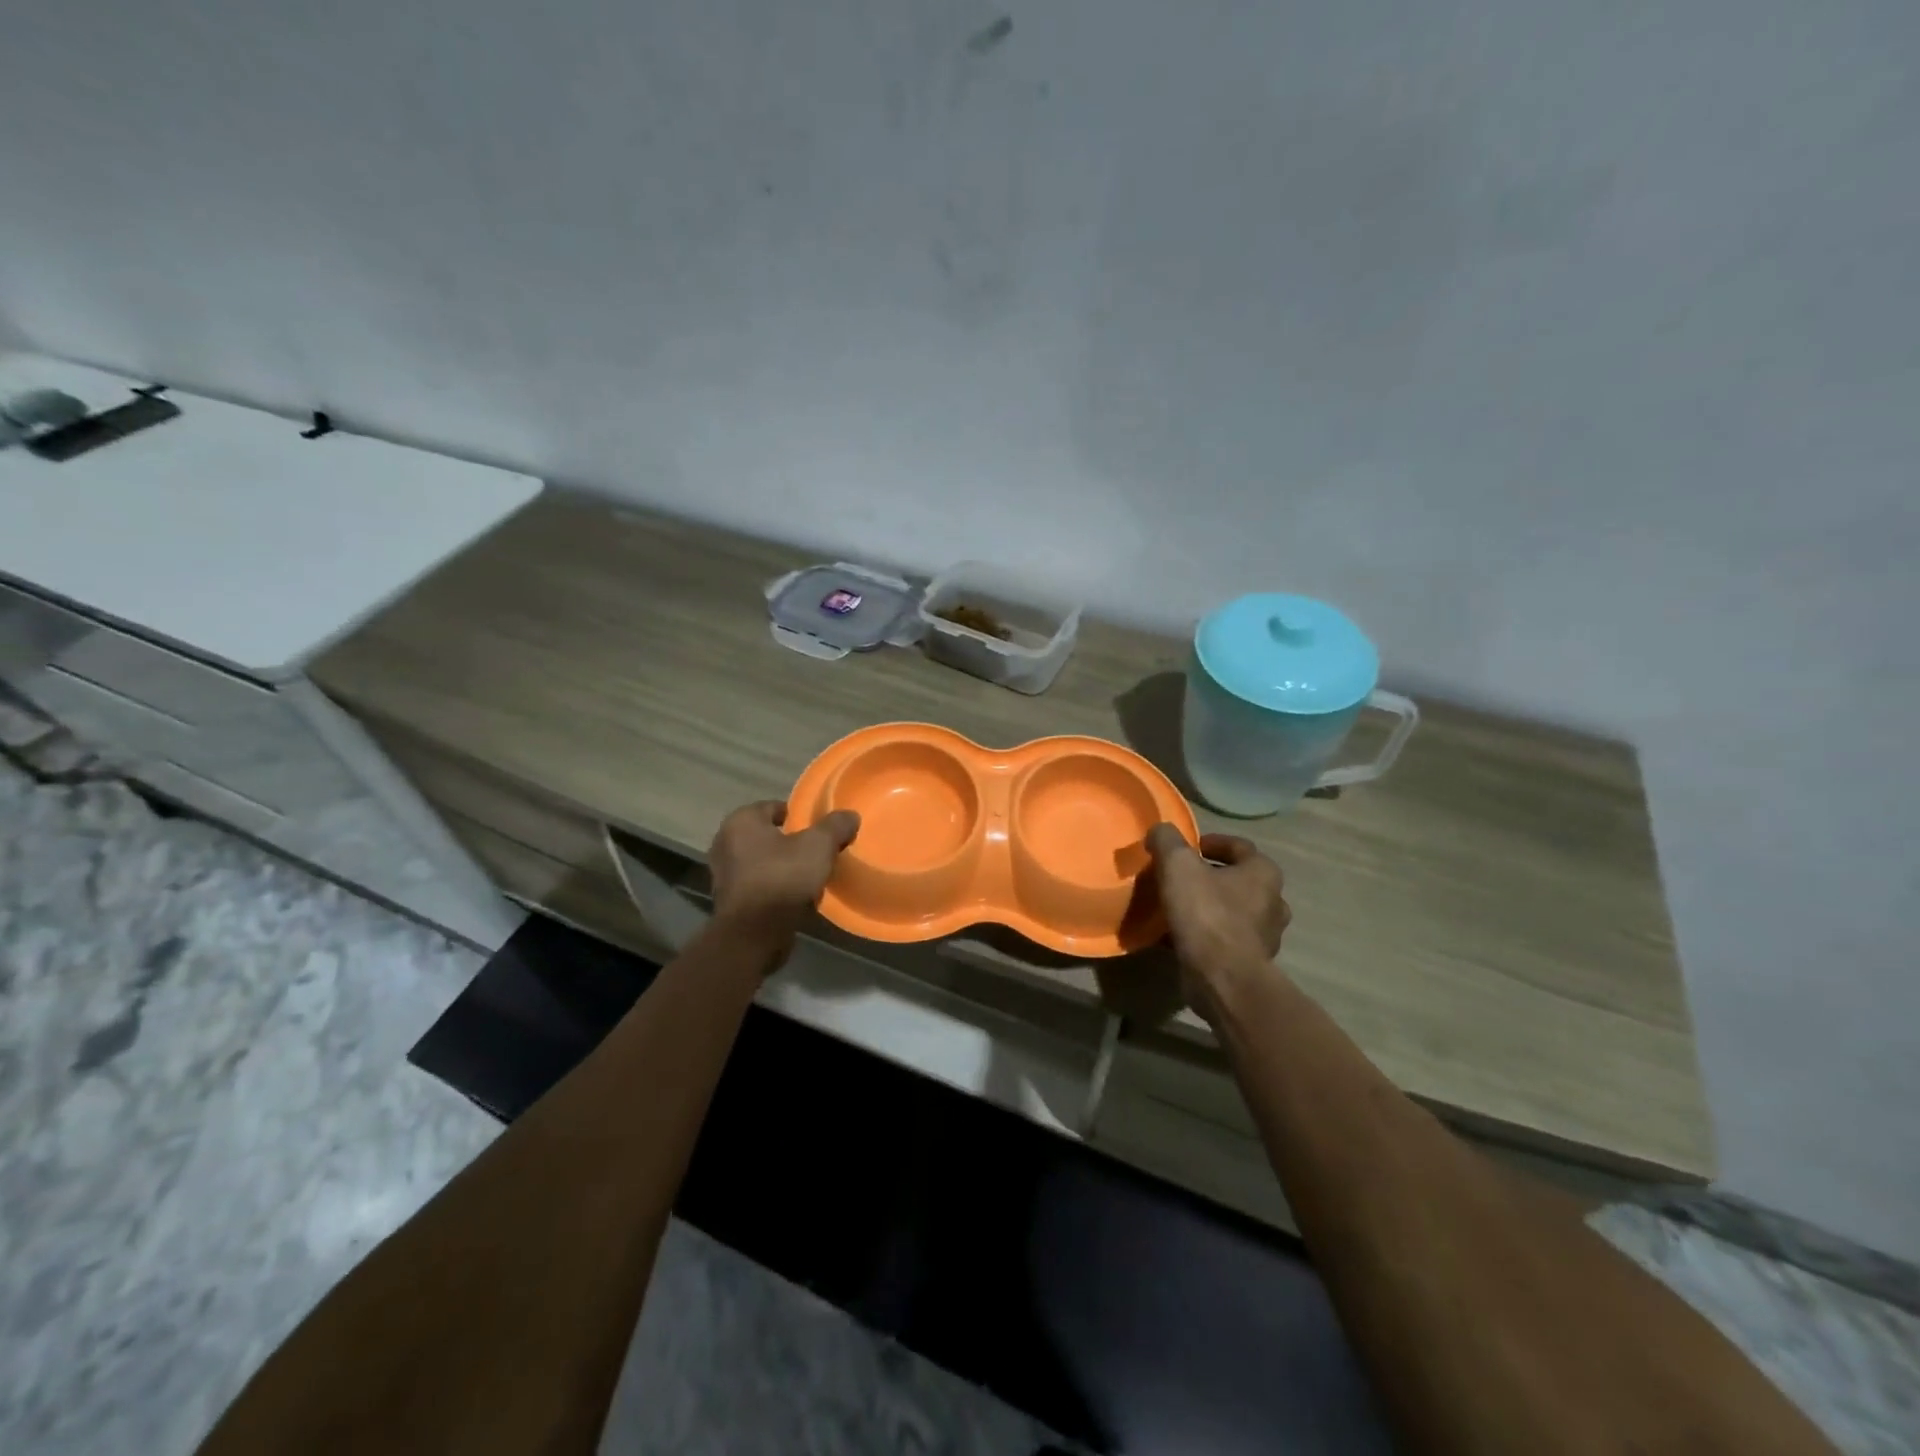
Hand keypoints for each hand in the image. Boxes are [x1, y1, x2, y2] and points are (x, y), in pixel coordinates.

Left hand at [708, 801, 859, 960]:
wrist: (755, 934)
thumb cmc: (783, 878)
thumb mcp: (819, 845)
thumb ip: (835, 826)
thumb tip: (850, 815)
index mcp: (741, 821)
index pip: (775, 807)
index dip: (800, 816)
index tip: (819, 829)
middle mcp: (725, 842)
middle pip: (767, 835)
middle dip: (790, 841)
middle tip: (816, 850)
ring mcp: (723, 873)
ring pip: (761, 861)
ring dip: (781, 865)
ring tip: (808, 874)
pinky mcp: (728, 900)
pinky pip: (757, 884)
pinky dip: (773, 886)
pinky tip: (794, 895)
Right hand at [1146, 824, 1290, 1017]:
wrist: (1222, 977)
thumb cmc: (1205, 913)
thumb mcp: (1177, 864)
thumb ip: (1167, 840)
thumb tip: (1160, 832)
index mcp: (1264, 873)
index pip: (1240, 846)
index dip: (1212, 843)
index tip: (1188, 849)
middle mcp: (1273, 902)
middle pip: (1239, 880)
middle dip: (1211, 877)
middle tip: (1181, 878)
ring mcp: (1265, 936)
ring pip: (1233, 912)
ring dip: (1210, 907)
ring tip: (1178, 908)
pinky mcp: (1250, 963)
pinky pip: (1225, 940)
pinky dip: (1206, 935)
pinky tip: (1179, 937)